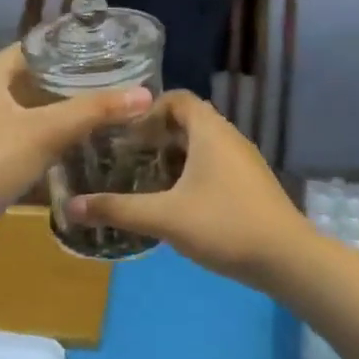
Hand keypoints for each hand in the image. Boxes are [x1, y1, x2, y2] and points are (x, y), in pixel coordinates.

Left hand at [0, 44, 151, 221]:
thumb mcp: (47, 131)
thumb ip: (93, 111)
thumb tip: (144, 93)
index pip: (28, 49)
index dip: (60, 46)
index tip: (97, 49)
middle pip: (29, 80)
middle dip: (65, 80)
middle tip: (106, 81)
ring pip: (27, 113)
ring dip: (56, 112)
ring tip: (97, 111)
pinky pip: (23, 141)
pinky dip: (46, 140)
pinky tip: (73, 148)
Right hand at [65, 91, 313, 286]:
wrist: (288, 259)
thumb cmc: (224, 225)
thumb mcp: (165, 217)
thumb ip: (118, 209)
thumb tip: (71, 206)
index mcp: (210, 131)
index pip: (177, 99)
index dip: (148, 110)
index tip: (124, 133)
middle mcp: (229, 138)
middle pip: (188, 122)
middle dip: (156, 136)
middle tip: (127, 157)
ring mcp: (244, 162)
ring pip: (202, 146)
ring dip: (174, 157)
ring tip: (145, 180)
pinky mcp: (251, 185)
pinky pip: (215, 165)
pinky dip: (192, 173)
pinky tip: (177, 202)